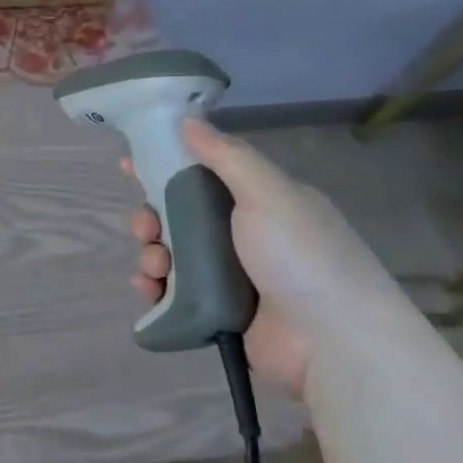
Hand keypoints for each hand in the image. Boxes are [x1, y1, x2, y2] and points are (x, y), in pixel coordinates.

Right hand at [126, 119, 396, 397]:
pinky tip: (149, 288)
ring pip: (171, 253)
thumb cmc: (301, 257)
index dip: (165, 166)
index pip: (204, 173)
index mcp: (261, 202)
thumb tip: (188, 120)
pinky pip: (172, 292)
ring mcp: (230, 275)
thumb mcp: (269, 194)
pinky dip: (155, 287)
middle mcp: (244, 235)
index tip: (130, 165)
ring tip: (156, 267)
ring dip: (152, 254)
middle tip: (146, 228)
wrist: (332, 342)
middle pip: (179, 215)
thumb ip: (227, 156)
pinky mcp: (217, 310)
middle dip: (151, 218)